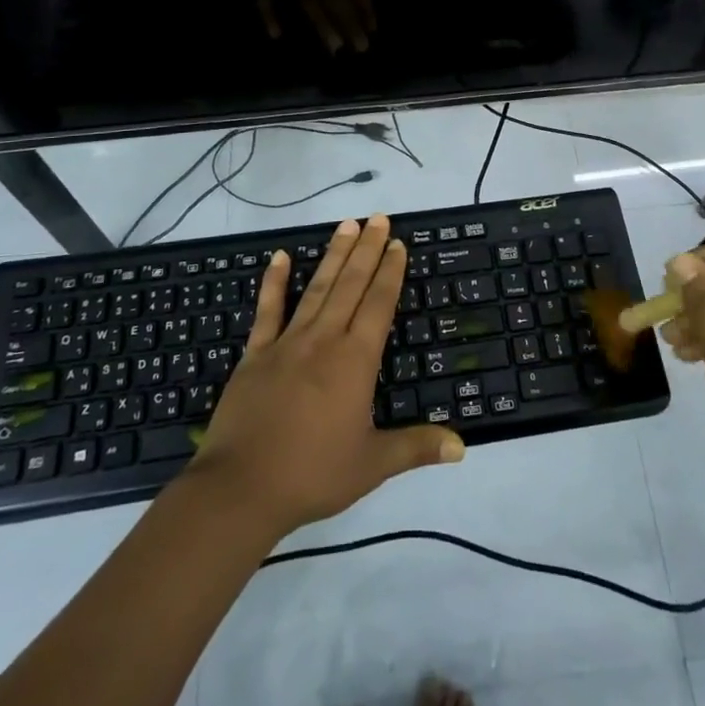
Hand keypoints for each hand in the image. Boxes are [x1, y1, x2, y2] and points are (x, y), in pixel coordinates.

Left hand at [189, 215, 463, 535]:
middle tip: (377, 217)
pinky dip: (274, 282)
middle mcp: (324, 340)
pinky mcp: (256, 354)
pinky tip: (282, 257)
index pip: (379, 304)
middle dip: (367, 249)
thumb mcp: (372, 464)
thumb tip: (463, 446)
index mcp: (355, 361)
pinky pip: (268, 310)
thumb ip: (416, 447)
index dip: (390, 271)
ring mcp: (287, 342)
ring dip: (333, 255)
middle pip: (351, 285)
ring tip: (346, 225)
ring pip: (317, 288)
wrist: (241, 488)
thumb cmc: (312, 474)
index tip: (397, 243)